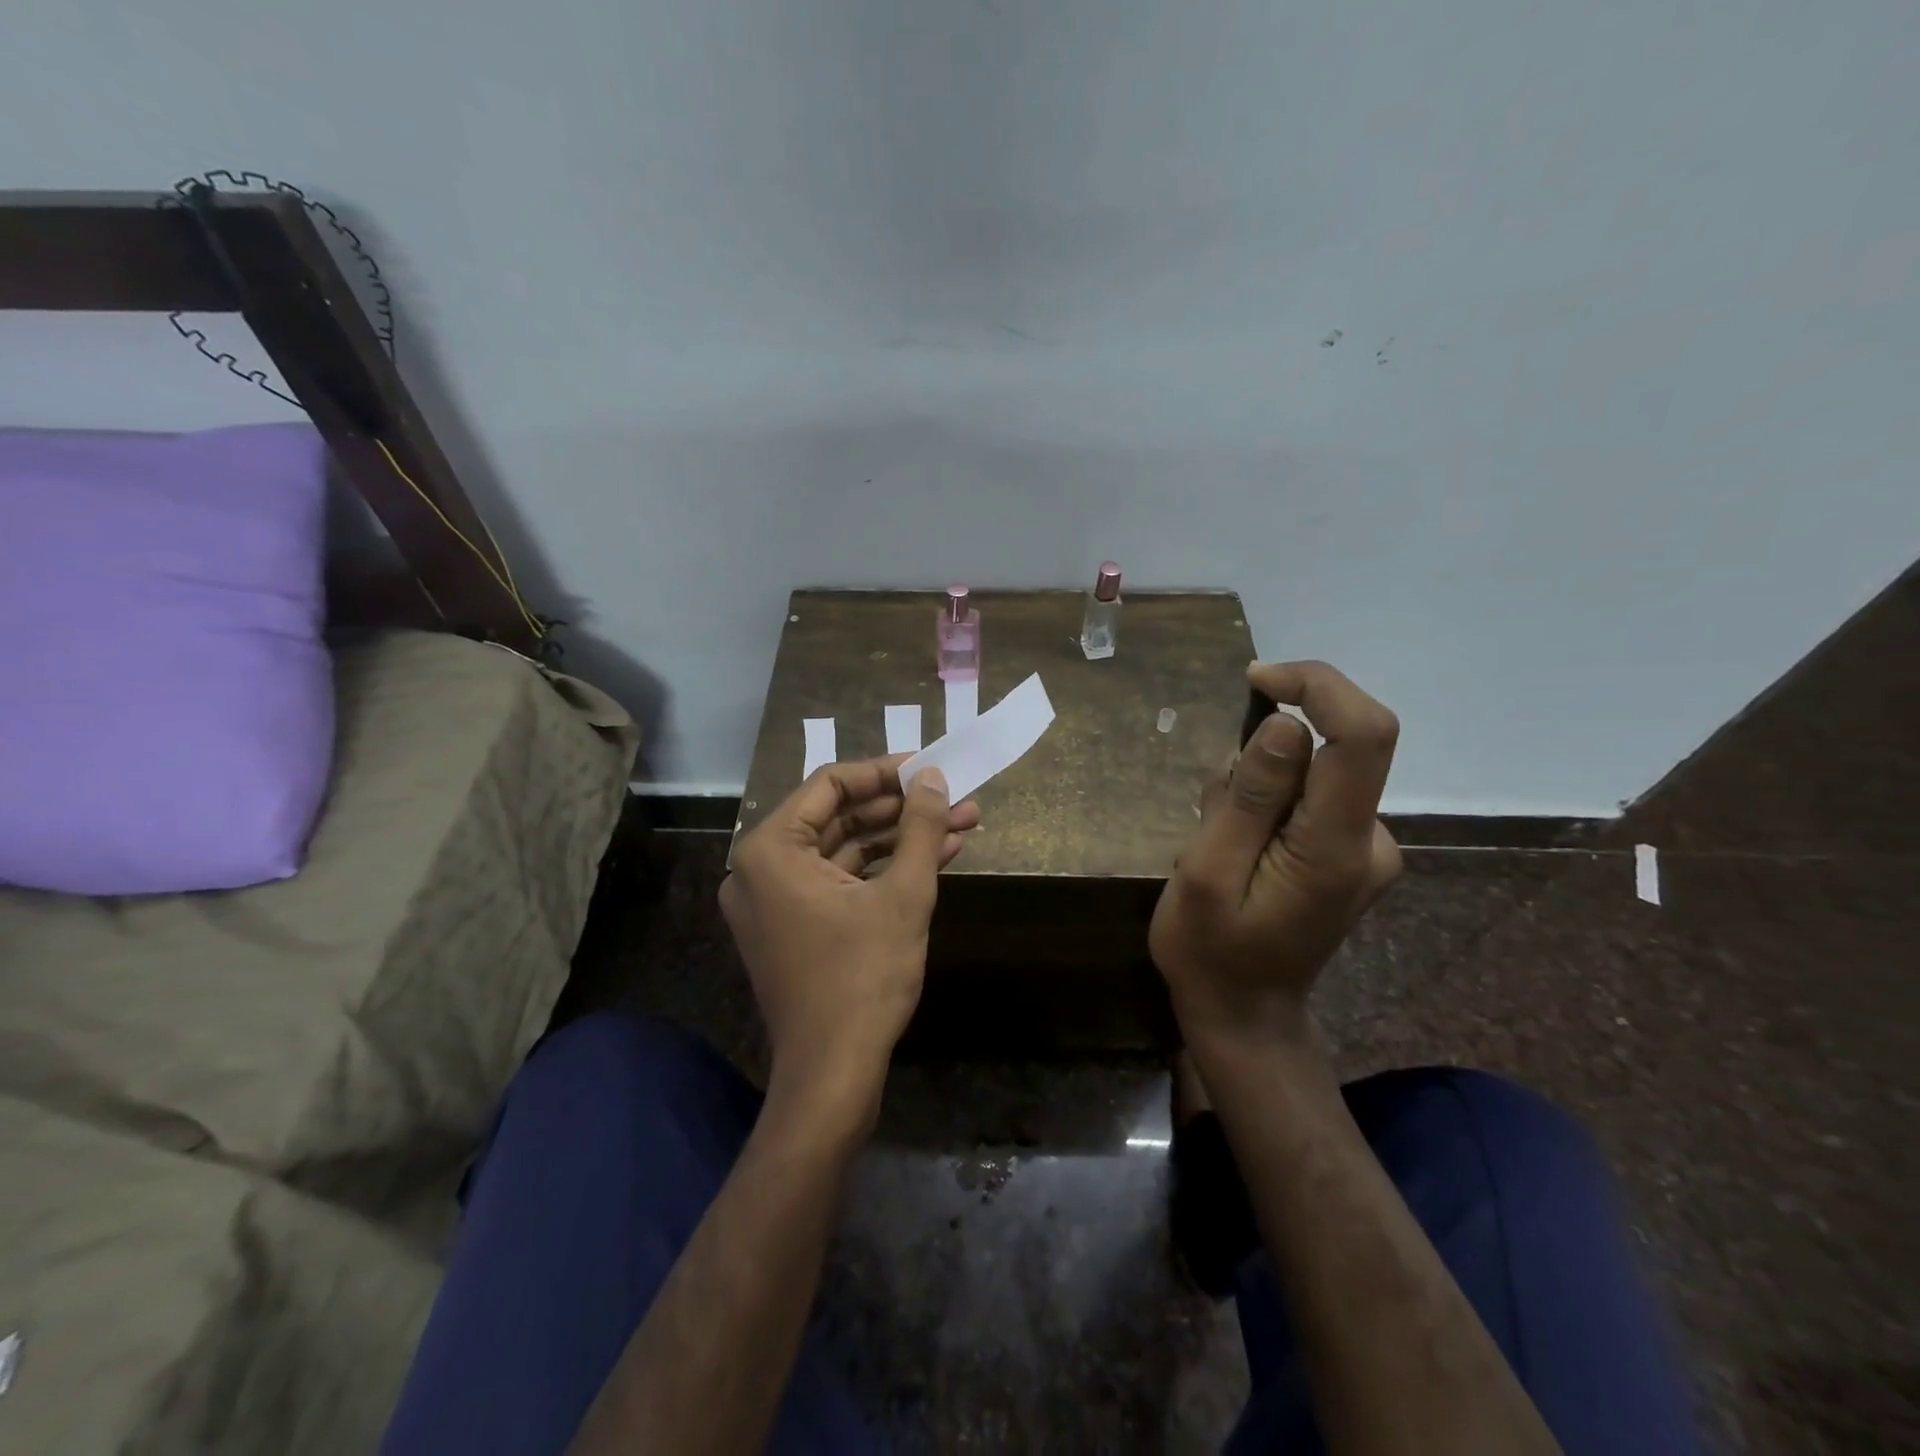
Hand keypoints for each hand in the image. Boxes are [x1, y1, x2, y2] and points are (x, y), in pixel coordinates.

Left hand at [720, 756, 979, 1110]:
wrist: (834, 1072)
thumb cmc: (864, 977)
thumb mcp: (903, 894)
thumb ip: (919, 827)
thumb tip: (931, 776)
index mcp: (769, 850)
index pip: (829, 786)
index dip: (882, 772)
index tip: (927, 767)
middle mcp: (760, 869)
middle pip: (838, 817)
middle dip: (901, 809)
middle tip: (953, 797)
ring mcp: (776, 901)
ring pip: (845, 851)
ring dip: (901, 839)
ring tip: (960, 823)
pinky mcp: (795, 927)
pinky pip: (840, 882)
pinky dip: (883, 871)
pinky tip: (935, 858)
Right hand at [1150, 660, 1402, 1041]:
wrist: (1244, 1015)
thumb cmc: (1209, 951)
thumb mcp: (1205, 872)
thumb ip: (1249, 798)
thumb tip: (1283, 723)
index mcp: (1335, 847)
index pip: (1363, 734)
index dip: (1317, 686)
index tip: (1256, 680)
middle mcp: (1371, 840)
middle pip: (1331, 749)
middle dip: (1258, 760)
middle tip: (1209, 817)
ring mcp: (1367, 849)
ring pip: (1311, 773)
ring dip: (1256, 789)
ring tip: (1217, 845)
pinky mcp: (1352, 853)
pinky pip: (1311, 797)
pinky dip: (1268, 805)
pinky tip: (1238, 850)